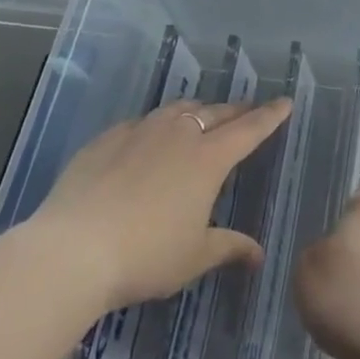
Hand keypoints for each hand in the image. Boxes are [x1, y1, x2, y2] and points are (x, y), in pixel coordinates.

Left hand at [28, 97, 291, 314]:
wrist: (74, 247)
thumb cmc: (146, 255)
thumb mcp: (194, 257)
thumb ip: (228, 247)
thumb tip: (258, 254)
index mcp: (208, 158)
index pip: (249, 129)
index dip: (270, 116)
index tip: (285, 101)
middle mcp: (179, 133)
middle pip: (216, 113)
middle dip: (236, 111)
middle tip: (247, 111)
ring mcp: (141, 129)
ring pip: (178, 109)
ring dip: (197, 111)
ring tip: (202, 117)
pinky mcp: (109, 136)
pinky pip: (143, 122)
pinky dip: (157, 125)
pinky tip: (148, 140)